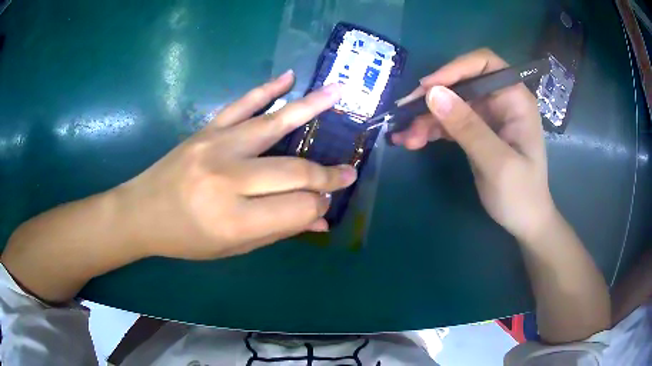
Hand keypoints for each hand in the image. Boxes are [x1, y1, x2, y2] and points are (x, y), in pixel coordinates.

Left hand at [117, 71, 356, 258]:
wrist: (141, 212)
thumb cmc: (185, 238)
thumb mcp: (232, 248)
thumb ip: (278, 231)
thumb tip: (321, 219)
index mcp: (235, 220)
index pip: (298, 208)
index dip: (318, 206)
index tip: (326, 204)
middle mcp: (228, 180)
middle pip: (294, 171)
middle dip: (326, 175)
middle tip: (348, 173)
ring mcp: (216, 147)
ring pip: (274, 125)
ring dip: (312, 108)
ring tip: (340, 93)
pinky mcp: (206, 130)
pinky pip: (242, 105)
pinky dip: (267, 90)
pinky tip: (289, 78)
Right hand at [392, 49, 554, 239]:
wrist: (524, 221)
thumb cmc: (521, 194)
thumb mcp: (497, 163)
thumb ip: (468, 128)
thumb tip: (432, 93)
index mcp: (515, 99)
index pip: (485, 64)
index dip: (455, 68)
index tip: (428, 88)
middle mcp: (500, 101)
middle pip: (461, 83)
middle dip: (433, 98)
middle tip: (404, 115)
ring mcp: (487, 116)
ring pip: (450, 103)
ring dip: (426, 118)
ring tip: (404, 137)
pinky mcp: (476, 131)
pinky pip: (449, 121)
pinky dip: (430, 129)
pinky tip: (412, 140)